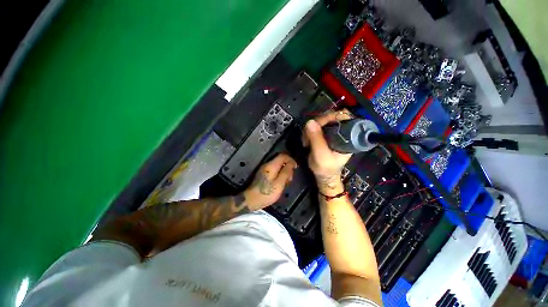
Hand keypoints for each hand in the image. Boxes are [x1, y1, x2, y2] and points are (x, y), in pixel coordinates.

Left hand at [243, 153, 296, 210]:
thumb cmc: (266, 193)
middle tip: (290, 178)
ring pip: (277, 166)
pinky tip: (280, 182)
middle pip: (280, 160)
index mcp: (271, 165)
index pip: (283, 156)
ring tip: (286, 182)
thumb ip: (286, 172)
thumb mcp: (279, 184)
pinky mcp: (262, 174)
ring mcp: (264, 169)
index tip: (295, 168)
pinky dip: (279, 174)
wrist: (251, 200)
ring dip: (283, 171)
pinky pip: (273, 170)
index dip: (291, 160)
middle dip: (287, 167)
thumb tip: (291, 163)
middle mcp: (267, 165)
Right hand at [303, 110, 352, 194]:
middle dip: (318, 123)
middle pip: (331, 117)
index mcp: (348, 136)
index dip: (330, 117)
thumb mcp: (321, 155)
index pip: (343, 117)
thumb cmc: (326, 168)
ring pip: (322, 121)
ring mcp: (333, 132)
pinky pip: (316, 127)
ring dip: (312, 128)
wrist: (323, 175)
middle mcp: (342, 132)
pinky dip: (309, 131)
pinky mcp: (325, 135)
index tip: (317, 124)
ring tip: (306, 139)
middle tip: (308, 132)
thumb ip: (316, 139)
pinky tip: (306, 139)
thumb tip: (310, 122)